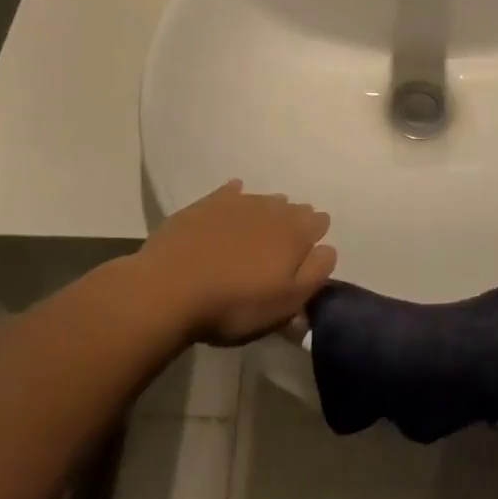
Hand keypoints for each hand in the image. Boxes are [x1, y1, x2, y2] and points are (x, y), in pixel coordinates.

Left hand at [139, 180, 336, 344]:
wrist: (169, 289)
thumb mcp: (285, 304)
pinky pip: (231, 193)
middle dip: (292, 223)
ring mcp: (238, 201)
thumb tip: (328, 249)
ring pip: (264, 201)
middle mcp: (272, 208)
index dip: (314, 238)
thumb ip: (315, 274)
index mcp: (295, 233)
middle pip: (292, 209)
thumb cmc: (234, 305)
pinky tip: (230, 210)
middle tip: (279, 250)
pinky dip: (235, 199)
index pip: (319, 222)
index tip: (305, 257)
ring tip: (254, 236)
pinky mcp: (207, 203)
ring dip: (265, 213)